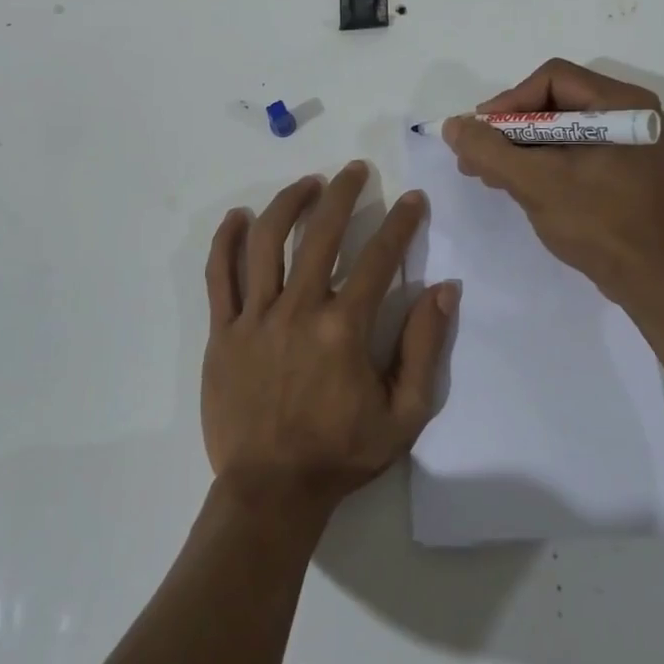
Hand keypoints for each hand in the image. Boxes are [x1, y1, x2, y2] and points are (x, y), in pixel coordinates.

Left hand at [202, 161, 458, 516]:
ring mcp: (255, 318)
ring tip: (307, 184)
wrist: (271, 492)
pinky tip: (238, 216)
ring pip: (267, 242)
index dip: (401, 222)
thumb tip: (444, 289)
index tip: (413, 199)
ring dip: (288, 203)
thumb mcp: (404, 414)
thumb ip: (426, 348)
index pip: (379, 258)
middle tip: (355, 170)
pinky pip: (219, 275)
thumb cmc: (341, 454)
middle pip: (320, 233)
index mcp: (344, 328)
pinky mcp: (222, 332)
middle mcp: (298, 309)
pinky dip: (226, 240)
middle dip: (343, 193)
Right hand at [443, 58, 663, 303]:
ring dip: (519, 147)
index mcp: (623, 104)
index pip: (553, 78)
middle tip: (476, 155)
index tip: (480, 133)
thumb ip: (489, 150)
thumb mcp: (535, 182)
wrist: (648, 281)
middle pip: (554, 101)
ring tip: (486, 172)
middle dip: (509, 128)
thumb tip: (453, 125)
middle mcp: (631, 112)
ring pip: (559, 127)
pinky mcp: (621, 167)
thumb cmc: (597, 223)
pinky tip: (512, 181)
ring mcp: (628, 142)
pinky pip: (571, 148)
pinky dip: (540, 160)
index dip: (509, 101)